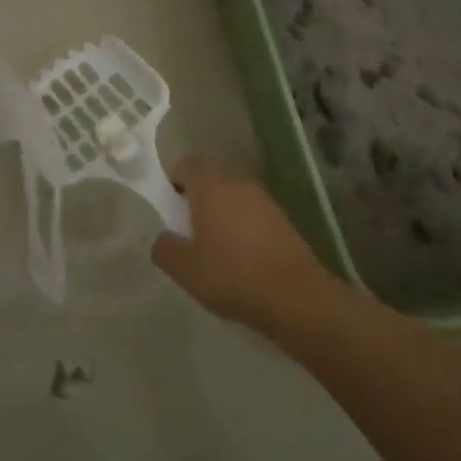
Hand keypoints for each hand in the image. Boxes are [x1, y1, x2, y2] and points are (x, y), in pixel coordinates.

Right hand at [151, 157, 338, 331]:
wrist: (296, 296)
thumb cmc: (233, 276)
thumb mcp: (185, 270)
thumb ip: (165, 249)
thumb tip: (165, 239)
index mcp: (211, 186)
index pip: (186, 165)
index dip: (174, 182)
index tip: (172, 211)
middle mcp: (238, 183)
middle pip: (211, 178)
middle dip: (198, 199)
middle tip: (191, 232)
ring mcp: (264, 199)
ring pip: (233, 195)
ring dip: (222, 212)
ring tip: (218, 249)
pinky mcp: (283, 218)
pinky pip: (253, 212)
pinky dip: (244, 226)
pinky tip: (244, 259)